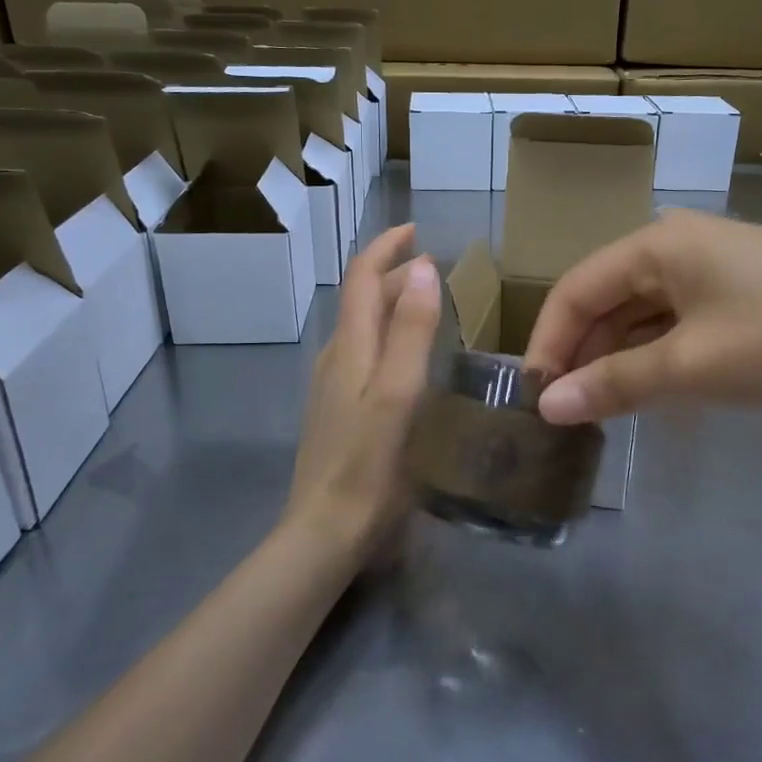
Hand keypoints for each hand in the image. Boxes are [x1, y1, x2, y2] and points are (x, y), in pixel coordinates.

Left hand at [284, 223, 441, 563]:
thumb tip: (422, 267)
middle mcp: (336, 357)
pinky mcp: (338, 410)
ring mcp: (333, 385)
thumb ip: (411, 330)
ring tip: (428, 304)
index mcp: (351, 346)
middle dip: (394, 273)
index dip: (386, 248)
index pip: (362, 277)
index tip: (415, 231)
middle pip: (362, 299)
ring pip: (362, 327)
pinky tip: (408, 357)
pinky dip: (388, 335)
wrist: (325, 530)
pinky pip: (363, 353)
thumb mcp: (398, 392)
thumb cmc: (369, 462)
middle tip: (435, 269)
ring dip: (390, 303)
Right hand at [524, 210, 761, 423]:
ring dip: (616, 357)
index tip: (533, 397)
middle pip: (607, 298)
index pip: (576, 289)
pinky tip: (646, 391)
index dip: (548, 342)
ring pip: (642, 313)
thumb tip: (548, 406)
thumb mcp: (692, 366)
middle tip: (562, 410)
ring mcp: (713, 267)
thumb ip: (615, 384)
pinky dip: (655, 355)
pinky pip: (677, 322)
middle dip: (581, 352)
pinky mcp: (741, 293)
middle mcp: (678, 245)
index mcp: (657, 244)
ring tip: (596, 409)